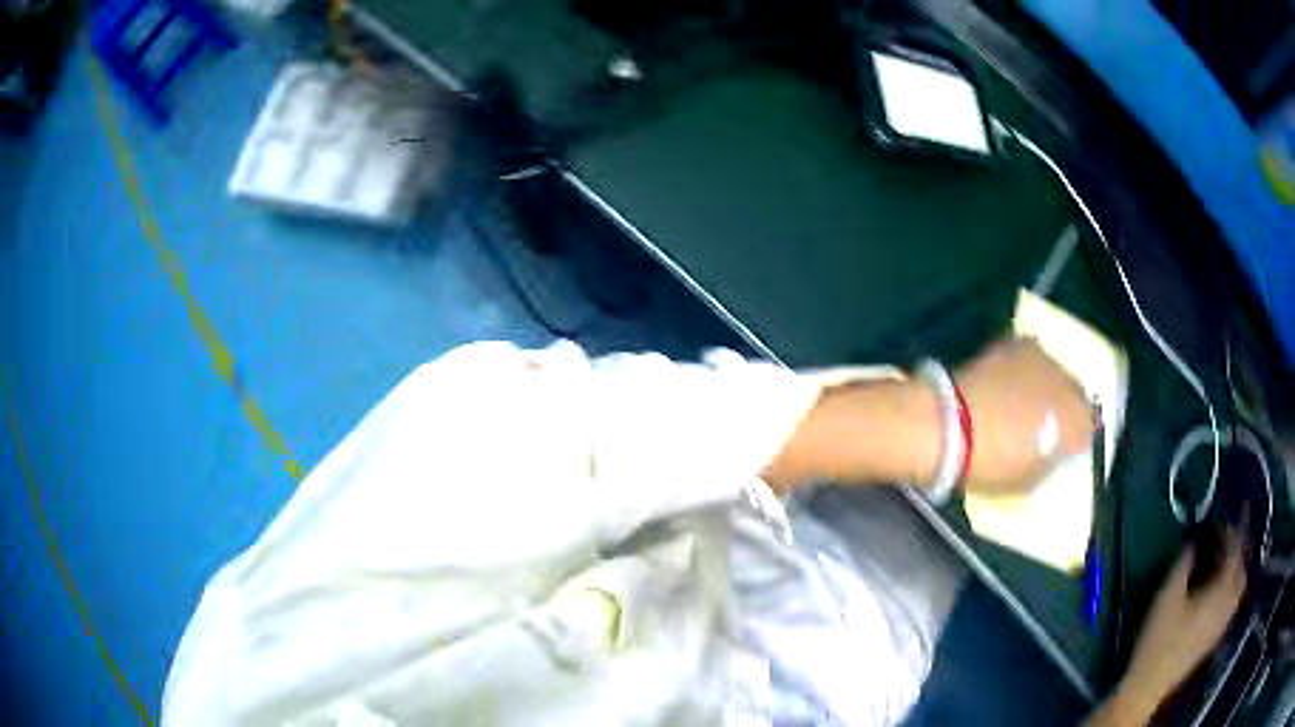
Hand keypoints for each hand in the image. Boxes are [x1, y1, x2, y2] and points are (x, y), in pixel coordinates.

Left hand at [953, 338, 1093, 493]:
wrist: (950, 424)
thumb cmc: (990, 464)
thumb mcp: (1027, 481)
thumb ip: (1047, 463)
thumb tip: (1052, 454)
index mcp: (1075, 422)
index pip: (1089, 428)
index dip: (1078, 438)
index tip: (1067, 447)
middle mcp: (1066, 384)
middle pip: (1075, 394)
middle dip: (1067, 407)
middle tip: (1049, 423)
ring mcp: (1041, 359)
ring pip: (1055, 371)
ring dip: (1047, 384)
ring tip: (1028, 399)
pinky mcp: (1014, 344)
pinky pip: (1030, 355)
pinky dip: (1025, 367)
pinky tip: (1010, 379)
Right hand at [1117, 530, 1247, 718]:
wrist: (1149, 686)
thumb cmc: (1159, 638)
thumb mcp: (1167, 596)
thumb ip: (1184, 564)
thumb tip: (1194, 540)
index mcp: (1220, 591)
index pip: (1235, 552)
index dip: (1233, 531)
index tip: (1227, 516)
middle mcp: (1227, 605)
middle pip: (1242, 570)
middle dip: (1239, 550)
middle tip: (1231, 537)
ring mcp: (1221, 624)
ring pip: (1239, 590)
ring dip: (1237, 571)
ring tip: (1228, 561)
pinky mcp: (1214, 638)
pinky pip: (1232, 606)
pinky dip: (1232, 590)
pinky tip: (1222, 592)